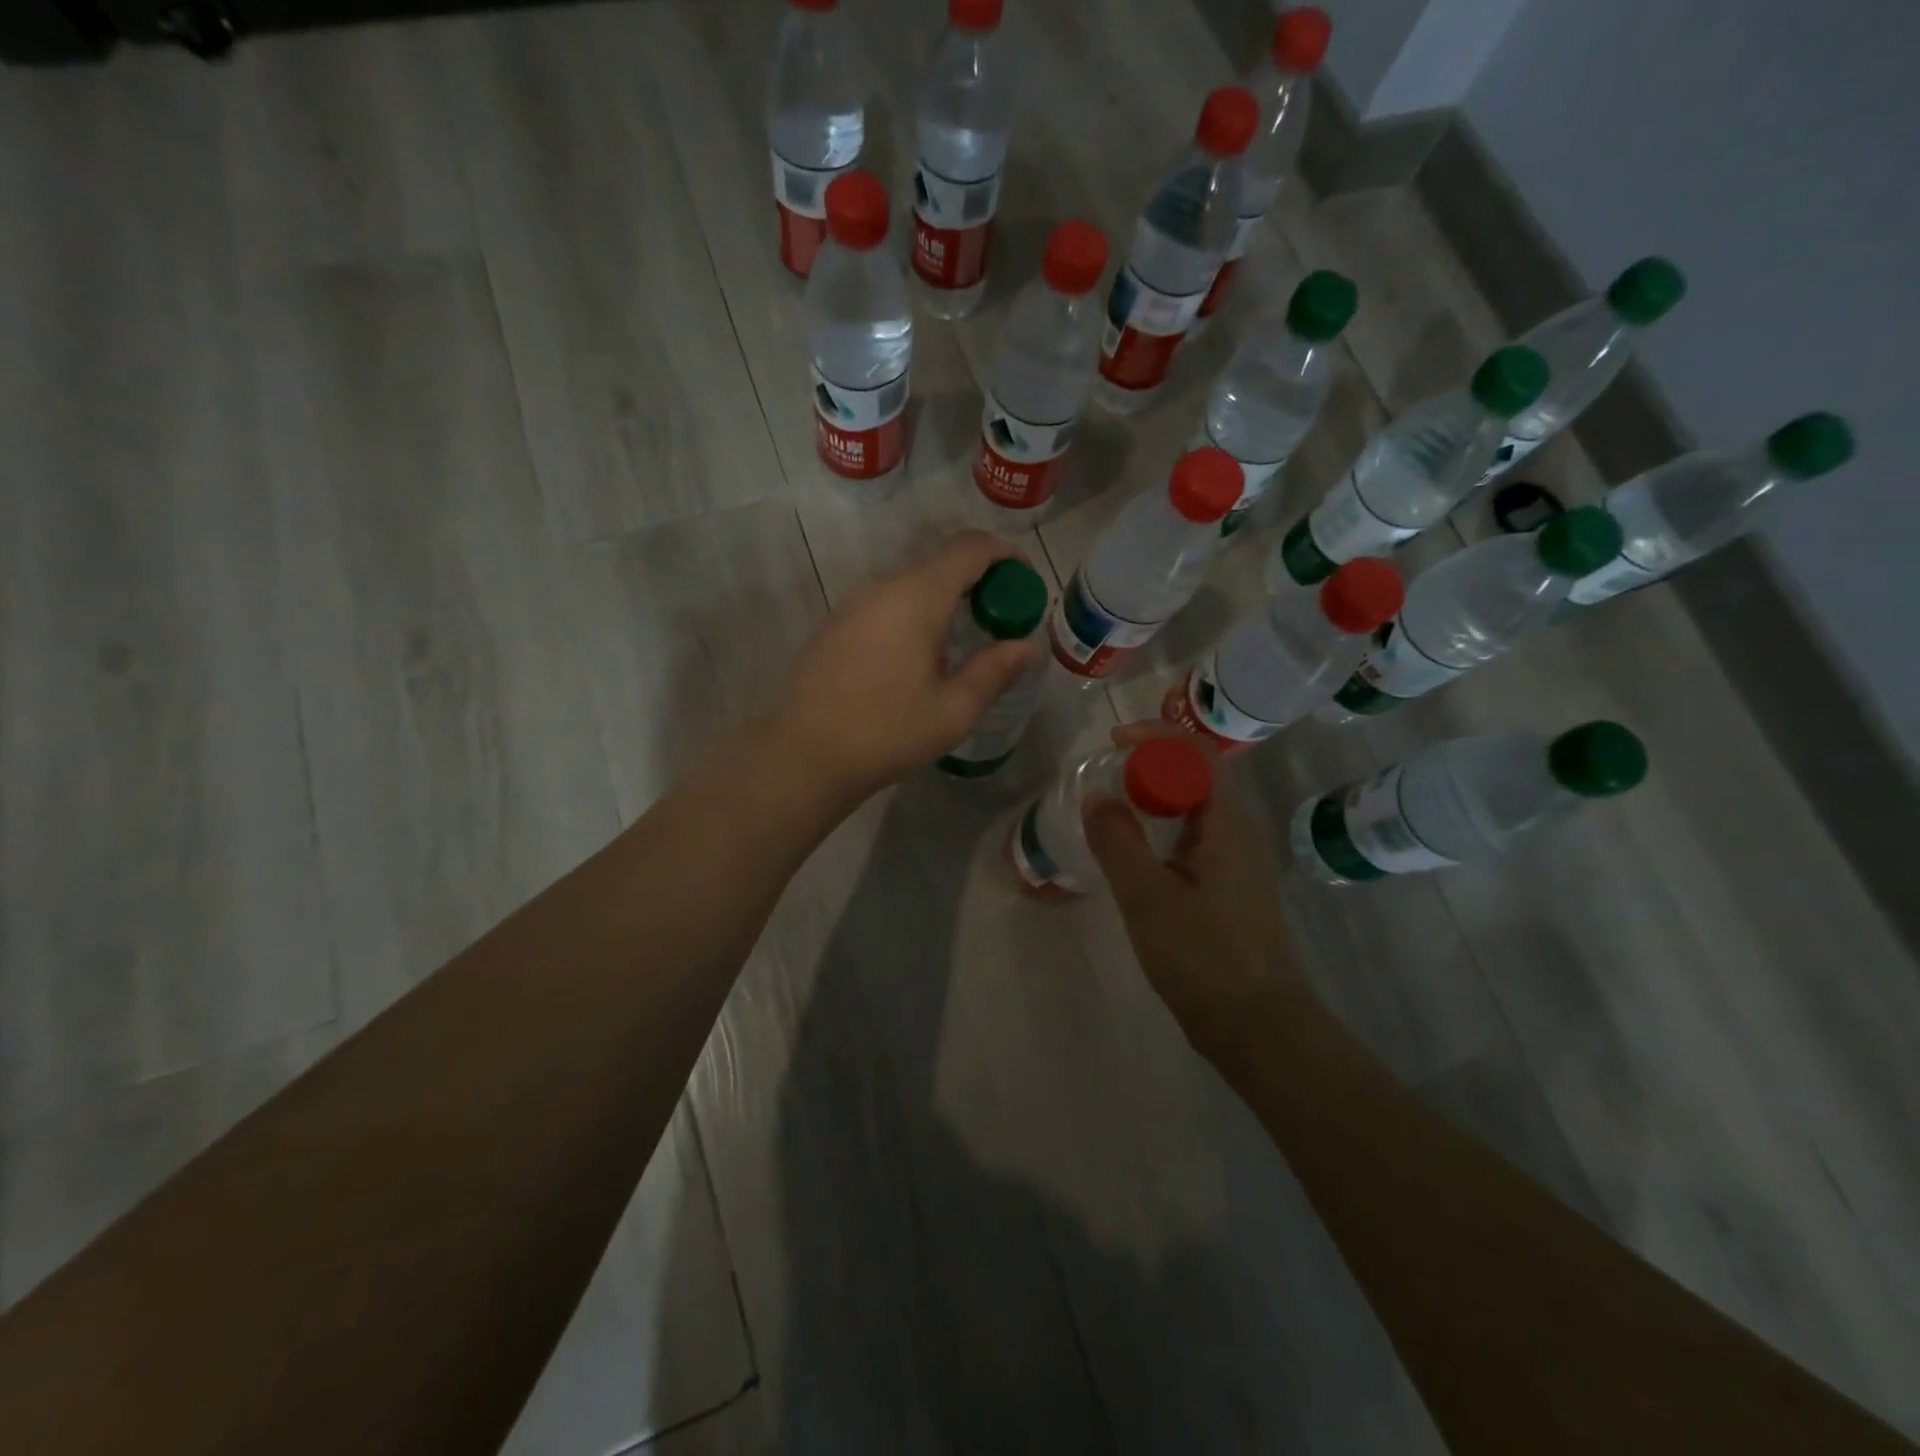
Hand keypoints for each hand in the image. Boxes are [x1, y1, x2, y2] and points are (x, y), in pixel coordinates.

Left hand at [776, 532, 1042, 804]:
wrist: (806, 754)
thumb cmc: (888, 732)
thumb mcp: (955, 709)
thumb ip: (995, 670)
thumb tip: (1028, 647)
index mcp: (917, 596)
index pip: (970, 548)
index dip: (1006, 555)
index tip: (1025, 581)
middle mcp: (883, 585)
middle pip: (941, 562)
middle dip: (979, 581)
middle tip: (1000, 620)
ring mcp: (853, 602)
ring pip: (911, 583)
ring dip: (944, 599)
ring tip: (962, 641)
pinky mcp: (835, 623)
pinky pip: (886, 602)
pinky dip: (914, 612)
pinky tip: (917, 656)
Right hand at [1083, 723, 1317, 1059]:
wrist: (1258, 1028)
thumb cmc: (1205, 957)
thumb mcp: (1148, 897)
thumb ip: (1118, 842)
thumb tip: (1097, 797)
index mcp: (1229, 824)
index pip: (1197, 754)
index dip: (1155, 736)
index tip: (1113, 743)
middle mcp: (1240, 833)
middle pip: (1196, 777)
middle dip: (1149, 767)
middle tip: (1105, 779)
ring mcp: (1239, 862)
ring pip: (1194, 811)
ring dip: (1154, 800)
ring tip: (1111, 811)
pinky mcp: (1231, 889)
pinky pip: (1194, 840)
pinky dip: (1162, 832)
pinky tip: (1134, 857)